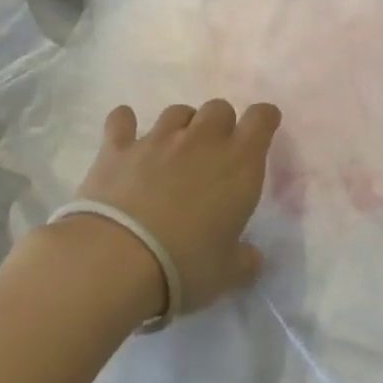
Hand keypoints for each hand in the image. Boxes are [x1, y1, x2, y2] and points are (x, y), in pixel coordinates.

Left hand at [67, 100, 280, 318]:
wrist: (118, 259)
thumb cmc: (186, 265)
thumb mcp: (228, 273)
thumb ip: (244, 260)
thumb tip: (251, 257)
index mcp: (238, 163)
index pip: (260, 119)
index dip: (264, 118)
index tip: (264, 126)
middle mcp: (201, 140)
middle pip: (218, 108)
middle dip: (220, 124)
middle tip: (214, 154)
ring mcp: (156, 139)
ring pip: (177, 112)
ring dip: (182, 125)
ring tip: (174, 149)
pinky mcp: (117, 148)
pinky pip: (122, 120)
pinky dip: (124, 123)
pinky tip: (124, 131)